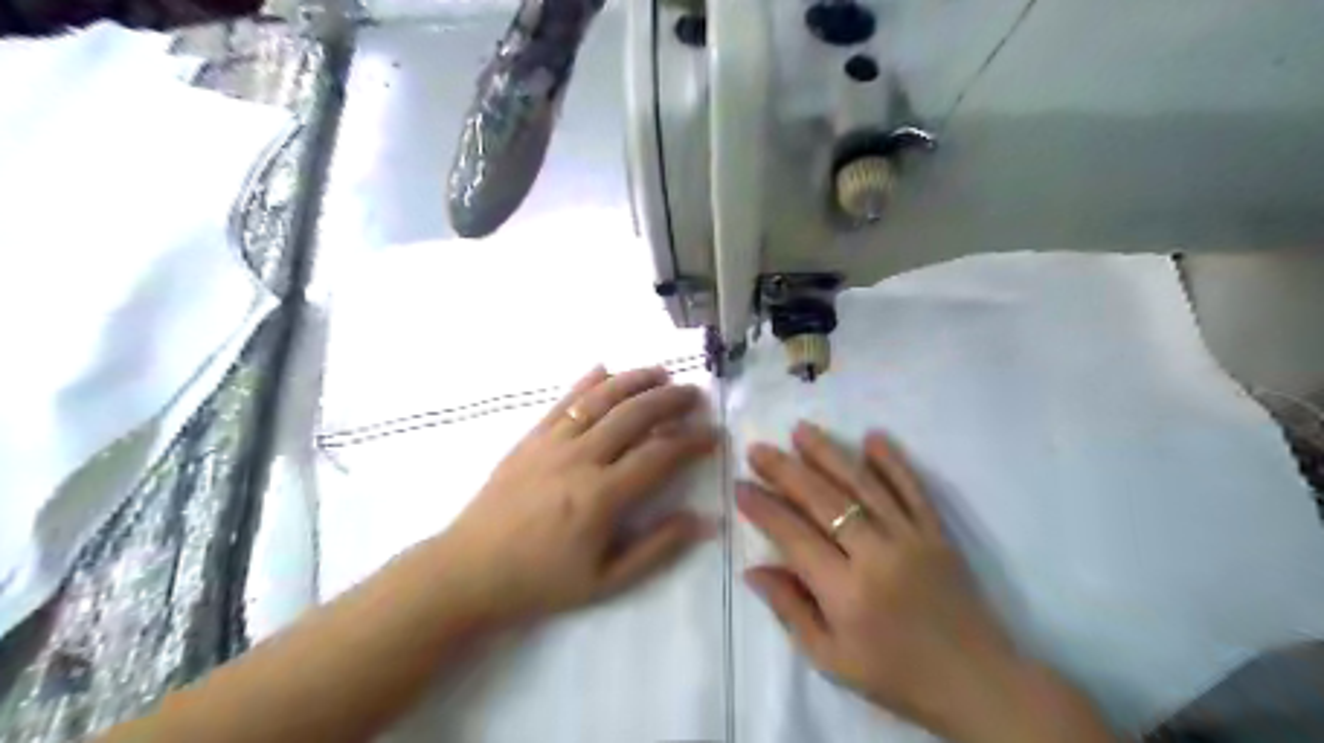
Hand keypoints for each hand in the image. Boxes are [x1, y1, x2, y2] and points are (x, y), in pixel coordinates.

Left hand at [434, 367, 718, 626]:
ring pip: (601, 398)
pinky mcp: (530, 437)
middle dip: (670, 400)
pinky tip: (606, 369)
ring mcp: (552, 442)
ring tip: (661, 372)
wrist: (468, 570)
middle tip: (695, 395)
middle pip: (634, 415)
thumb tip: (703, 522)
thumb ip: (657, 549)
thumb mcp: (606, 581)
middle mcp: (580, 458)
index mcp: (601, 496)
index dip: (692, 442)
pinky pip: (564, 401)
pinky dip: (588, 382)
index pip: (659, 455)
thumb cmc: (540, 581)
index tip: (713, 436)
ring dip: (635, 379)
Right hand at [742, 424, 1107, 742]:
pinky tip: (873, 437)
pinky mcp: (938, 532)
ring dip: (830, 453)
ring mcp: (912, 538)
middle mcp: (877, 555)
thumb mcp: (831, 660)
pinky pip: (913, 489)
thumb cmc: (895, 676)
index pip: (794, 537)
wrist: (977, 683)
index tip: (740, 486)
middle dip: (786, 471)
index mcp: (847, 593)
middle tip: (758, 449)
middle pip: (824, 502)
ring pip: (864, 485)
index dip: (764, 509)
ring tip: (801, 430)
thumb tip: (752, 570)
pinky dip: (893, 462)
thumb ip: (790, 610)